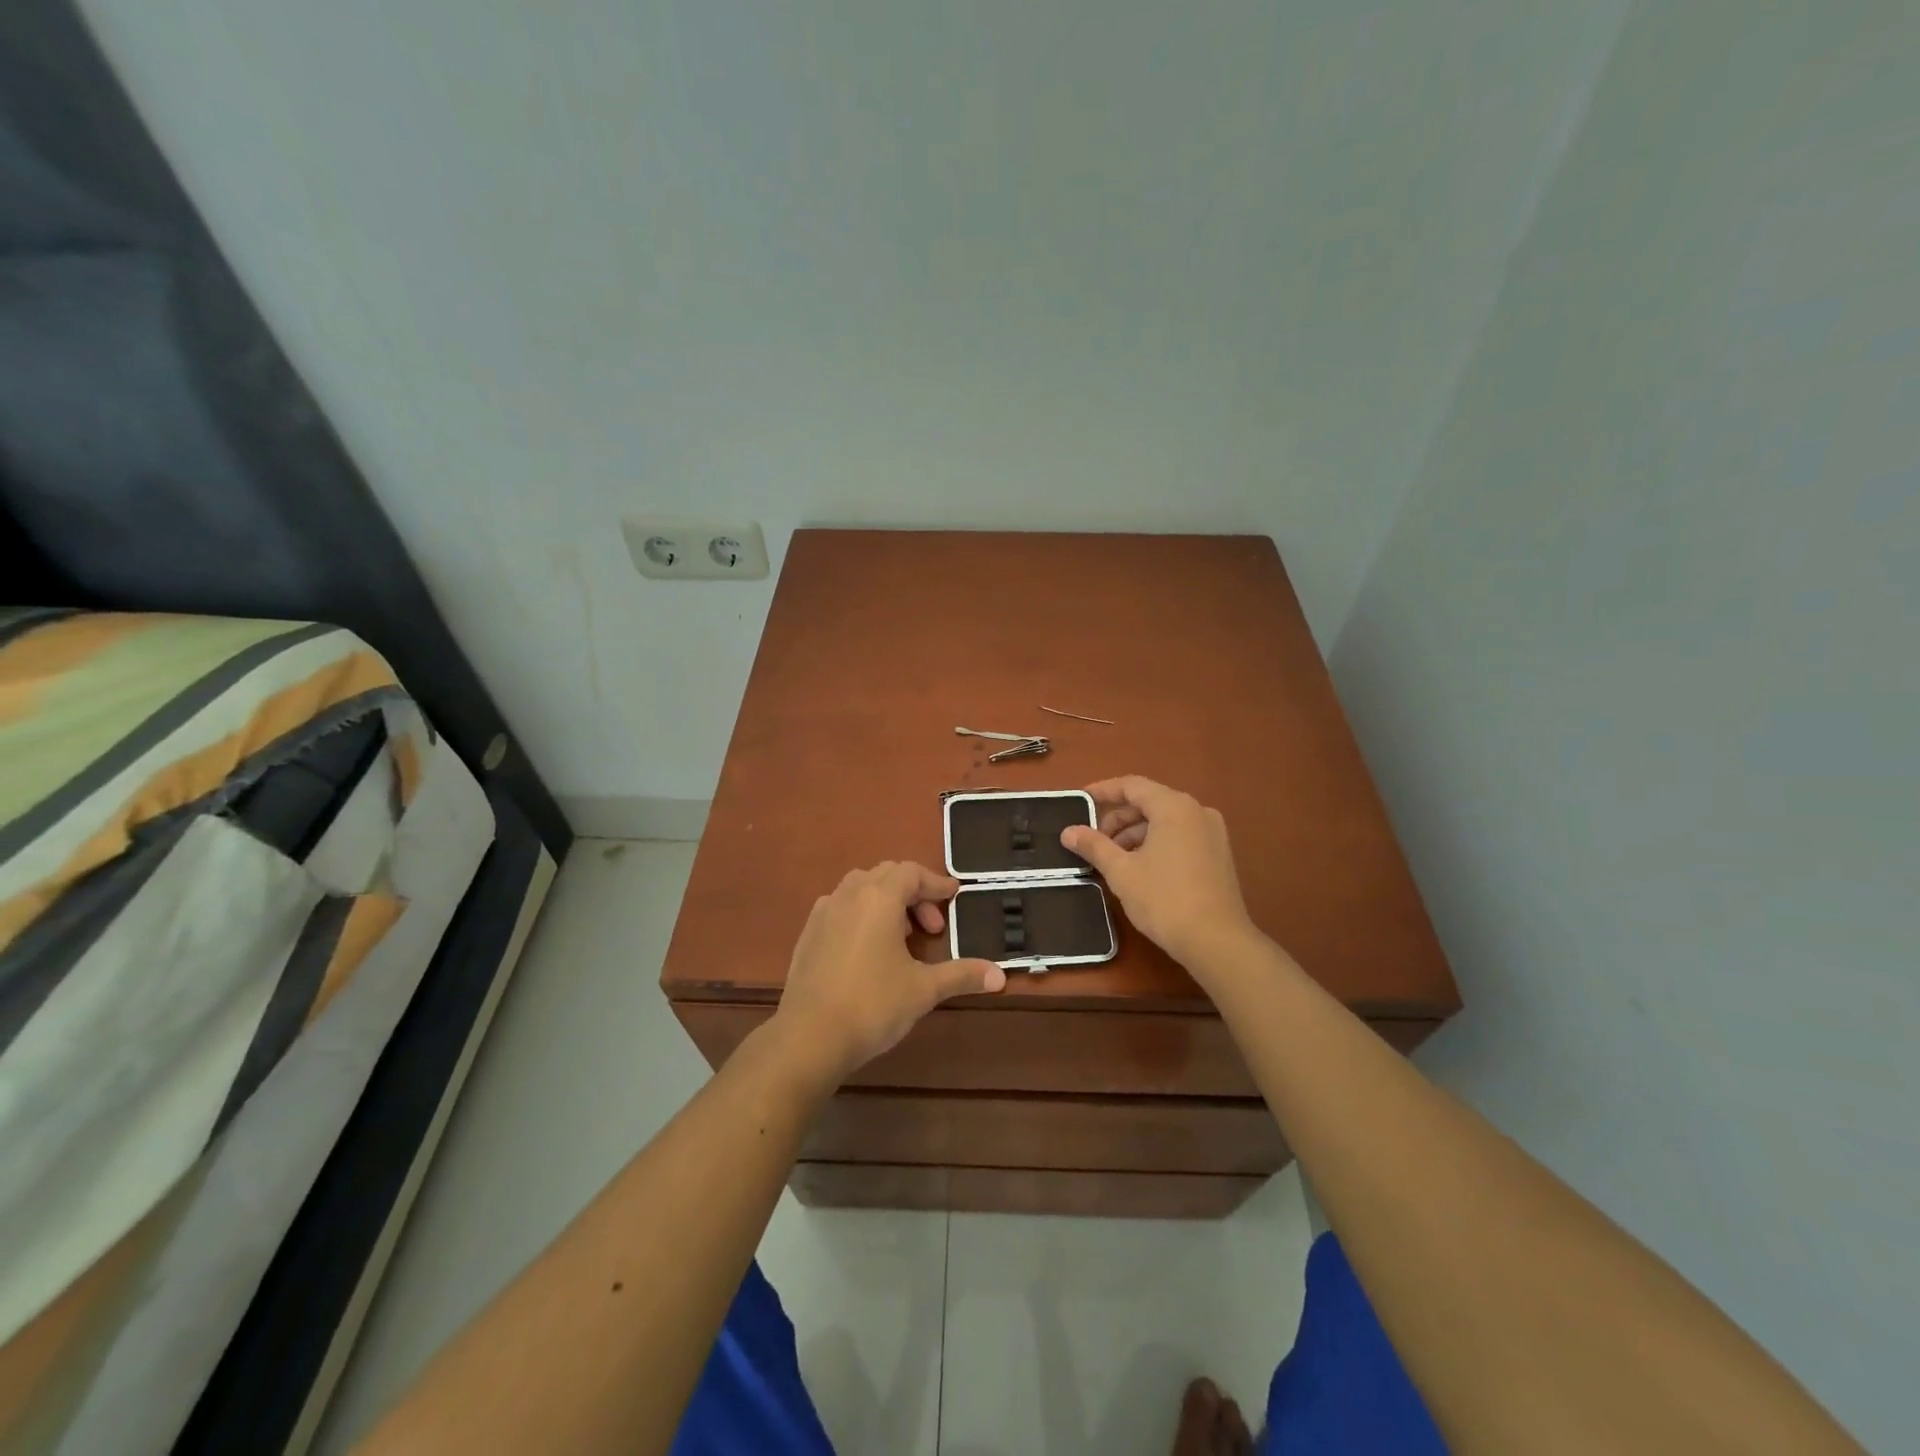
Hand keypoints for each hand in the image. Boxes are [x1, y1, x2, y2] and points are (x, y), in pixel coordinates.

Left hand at [770, 861, 1005, 1088]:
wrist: (809, 1036)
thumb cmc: (872, 1005)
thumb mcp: (924, 990)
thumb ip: (962, 975)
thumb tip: (1001, 976)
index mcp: (879, 898)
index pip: (912, 872)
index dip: (936, 883)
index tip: (955, 896)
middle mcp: (849, 895)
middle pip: (886, 874)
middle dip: (914, 893)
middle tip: (932, 927)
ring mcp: (823, 913)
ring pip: (860, 888)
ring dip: (886, 901)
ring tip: (901, 936)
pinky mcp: (807, 934)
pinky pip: (840, 907)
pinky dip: (861, 914)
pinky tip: (868, 949)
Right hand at [1061, 776, 1258, 972]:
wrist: (1217, 942)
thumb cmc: (1165, 900)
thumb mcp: (1121, 872)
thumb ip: (1094, 845)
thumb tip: (1068, 831)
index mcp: (1174, 807)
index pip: (1132, 786)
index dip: (1103, 791)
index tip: (1080, 801)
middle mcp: (1197, 811)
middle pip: (1149, 802)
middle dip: (1118, 819)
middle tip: (1094, 840)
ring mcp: (1213, 833)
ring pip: (1165, 821)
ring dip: (1135, 833)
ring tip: (1113, 859)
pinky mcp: (1219, 854)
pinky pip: (1180, 836)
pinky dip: (1156, 843)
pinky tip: (1139, 868)